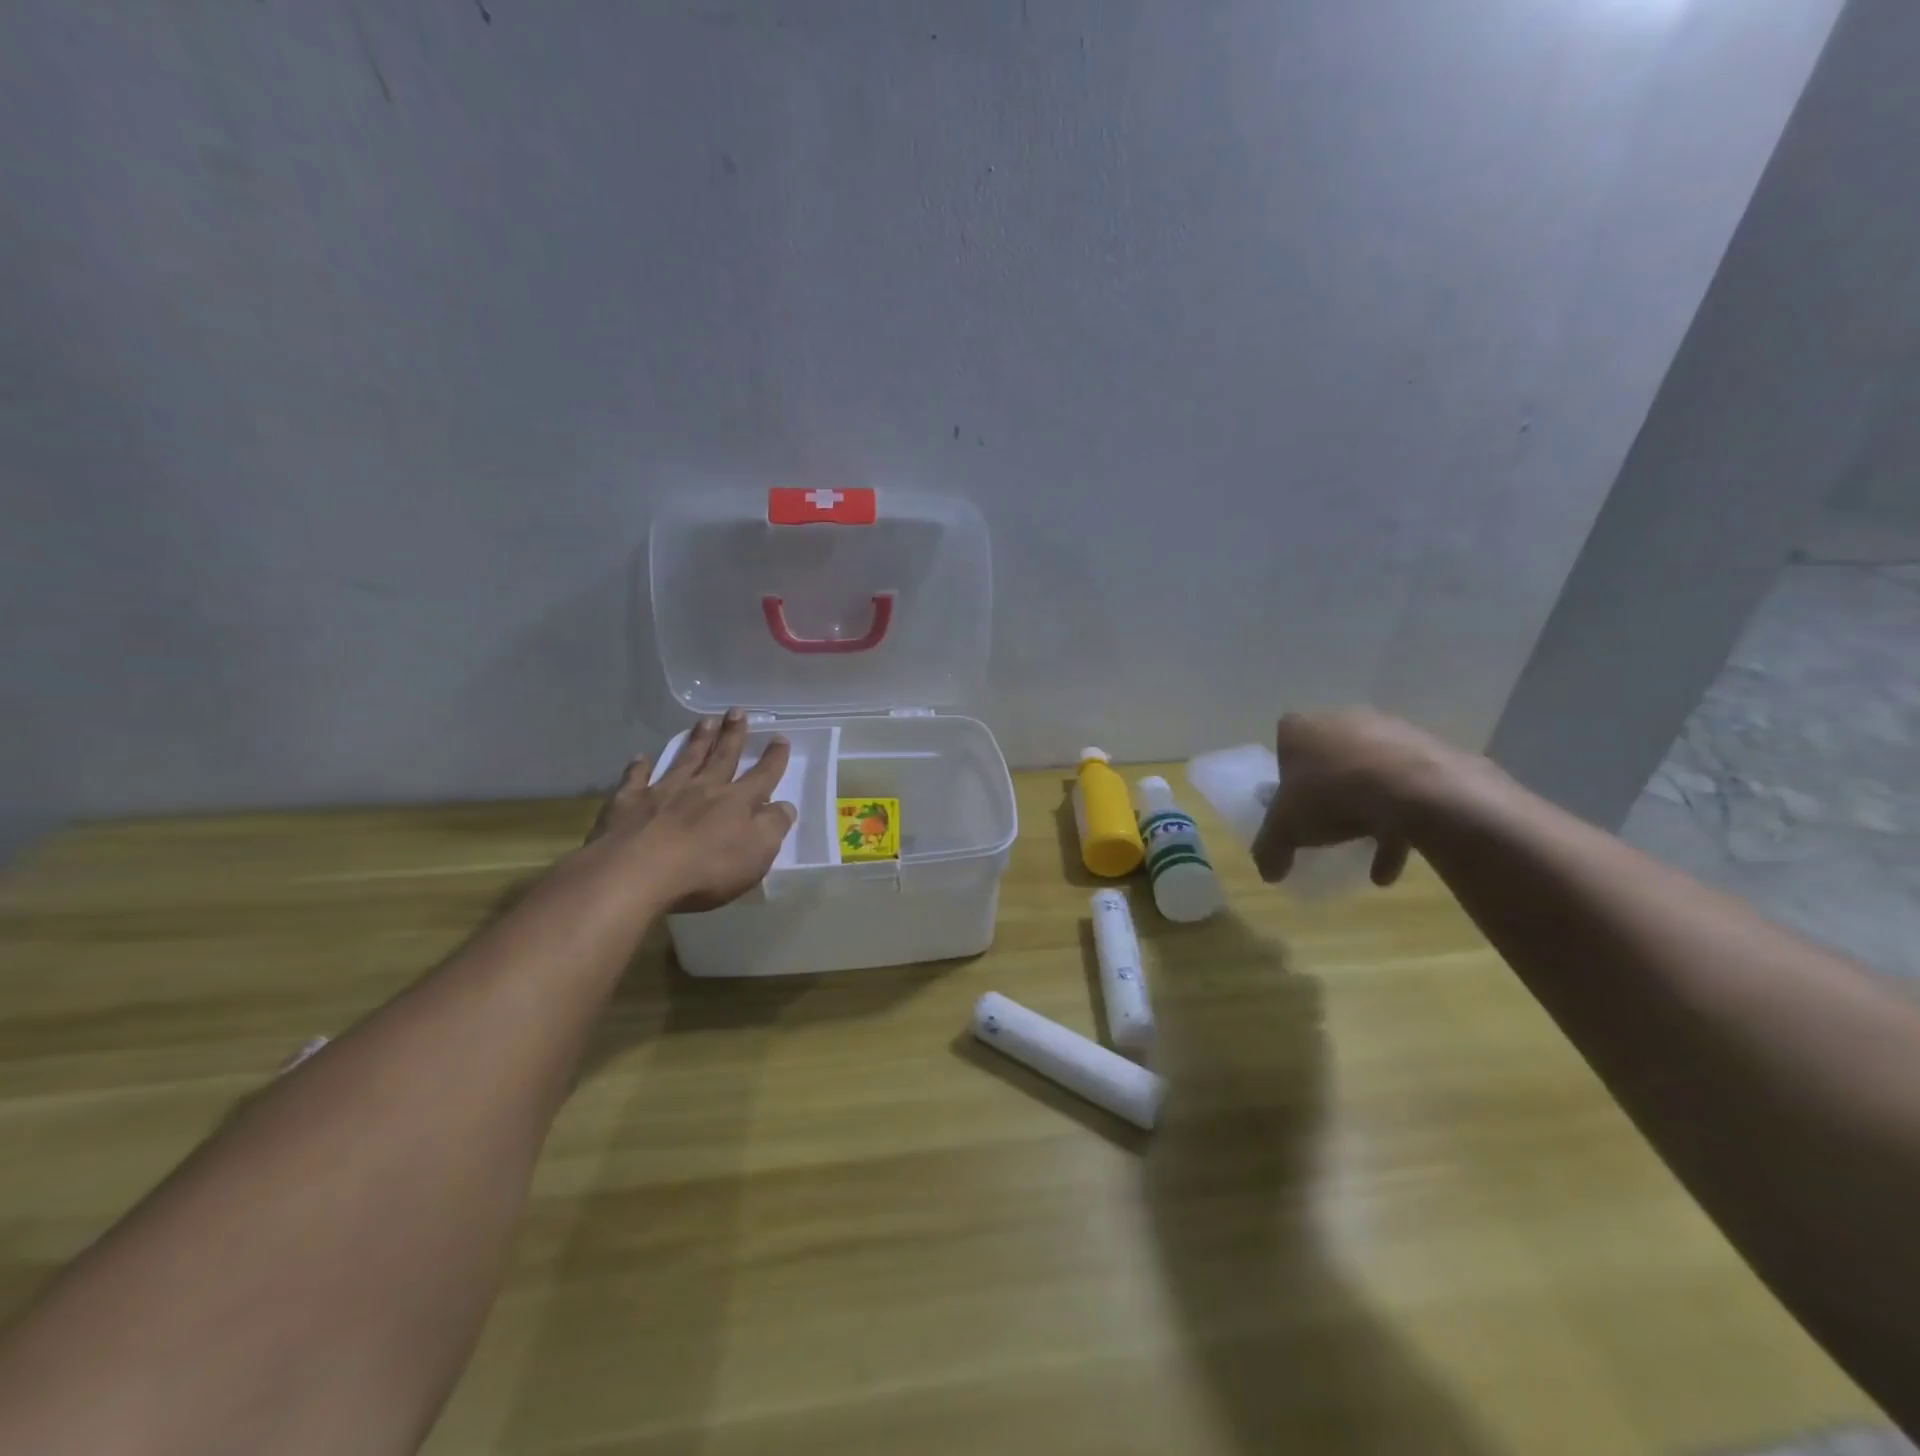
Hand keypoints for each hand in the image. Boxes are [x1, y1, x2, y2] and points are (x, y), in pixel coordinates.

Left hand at [586, 708, 797, 912]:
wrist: (637, 874)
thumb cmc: (706, 869)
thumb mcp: (757, 854)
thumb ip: (774, 827)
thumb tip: (785, 806)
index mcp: (737, 802)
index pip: (762, 776)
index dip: (774, 759)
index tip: (780, 738)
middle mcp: (703, 789)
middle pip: (722, 757)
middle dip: (733, 735)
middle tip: (737, 711)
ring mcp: (664, 792)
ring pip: (685, 760)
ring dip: (697, 741)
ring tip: (705, 720)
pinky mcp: (629, 803)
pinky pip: (635, 779)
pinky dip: (639, 767)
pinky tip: (640, 757)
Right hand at [1251, 708, 1487, 887]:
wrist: (1413, 787)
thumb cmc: (1331, 794)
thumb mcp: (1286, 827)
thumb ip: (1270, 848)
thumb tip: (1268, 873)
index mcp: (1301, 729)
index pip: (1284, 744)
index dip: (1286, 774)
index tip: (1292, 803)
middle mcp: (1343, 721)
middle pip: (1329, 759)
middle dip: (1329, 793)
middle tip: (1327, 824)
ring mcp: (1388, 733)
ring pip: (1369, 775)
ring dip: (1366, 813)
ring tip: (1364, 854)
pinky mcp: (1426, 751)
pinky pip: (1405, 788)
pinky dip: (1398, 823)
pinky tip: (1390, 864)